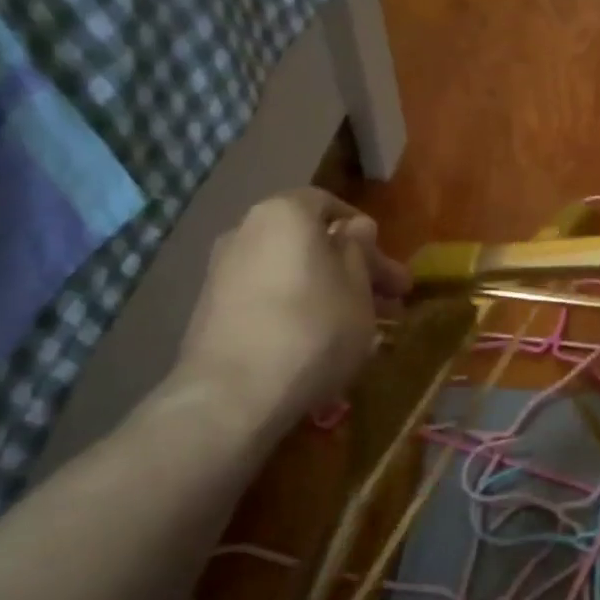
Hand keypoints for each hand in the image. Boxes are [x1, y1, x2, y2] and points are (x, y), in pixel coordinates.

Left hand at [172, 188, 411, 434]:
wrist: (233, 395)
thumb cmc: (313, 329)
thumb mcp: (358, 288)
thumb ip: (359, 250)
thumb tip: (356, 227)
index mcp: (285, 213)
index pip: (330, 205)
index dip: (365, 235)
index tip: (388, 268)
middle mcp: (246, 230)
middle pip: (310, 242)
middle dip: (352, 270)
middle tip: (387, 302)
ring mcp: (223, 271)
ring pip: (290, 271)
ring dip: (326, 291)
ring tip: (358, 327)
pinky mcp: (211, 310)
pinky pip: (267, 296)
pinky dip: (294, 308)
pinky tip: (317, 340)